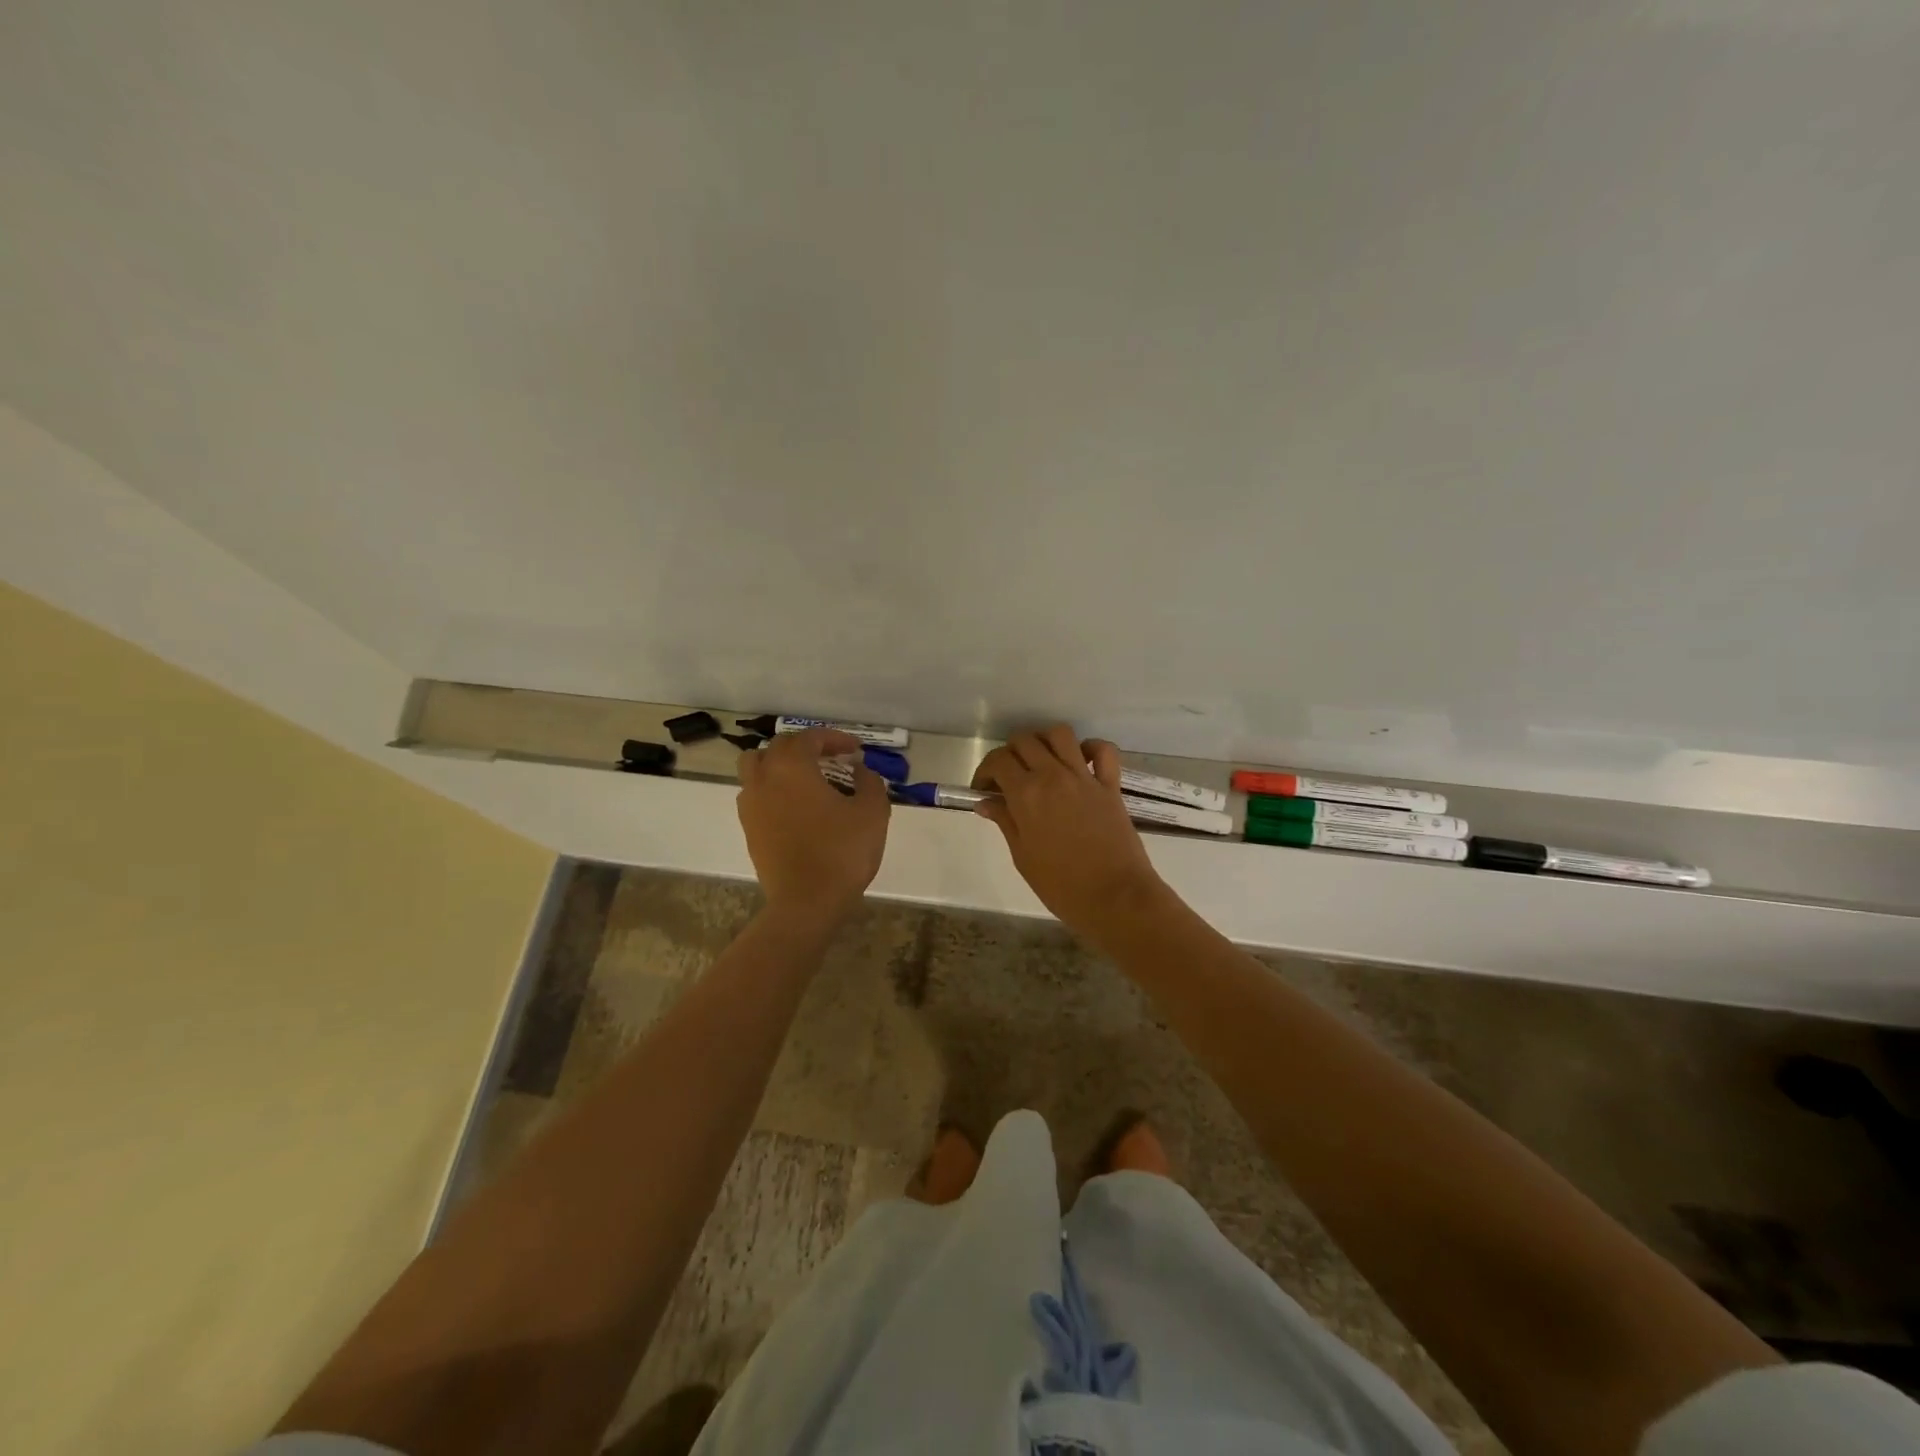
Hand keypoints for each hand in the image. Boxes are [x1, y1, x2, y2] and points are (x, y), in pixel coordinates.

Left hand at [737, 729, 890, 922]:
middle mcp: (765, 777)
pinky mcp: (748, 828)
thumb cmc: (842, 852)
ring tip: (805, 776)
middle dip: (807, 746)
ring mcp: (751, 803)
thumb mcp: (872, 812)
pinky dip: (772, 788)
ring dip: (780, 763)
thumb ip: (870, 783)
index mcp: (792, 766)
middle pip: (779, 746)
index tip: (856, 750)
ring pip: (756, 766)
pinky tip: (794, 804)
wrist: (806, 902)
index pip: (811, 738)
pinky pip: (755, 793)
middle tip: (834, 758)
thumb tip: (860, 771)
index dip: (835, 738)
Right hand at [971, 726, 1170, 941]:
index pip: (998, 761)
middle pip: (1025, 741)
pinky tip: (1080, 762)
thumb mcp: (1022, 856)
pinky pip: (1103, 750)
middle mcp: (1053, 775)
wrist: (1115, 897)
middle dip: (1010, 753)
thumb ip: (1005, 822)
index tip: (984, 790)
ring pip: (1060, 734)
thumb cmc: (1061, 886)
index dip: (985, 771)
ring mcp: (1085, 777)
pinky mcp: (1111, 785)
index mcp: (1026, 794)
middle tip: (1008, 778)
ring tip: (1040, 761)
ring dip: (1045, 741)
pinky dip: (1090, 748)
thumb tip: (986, 802)